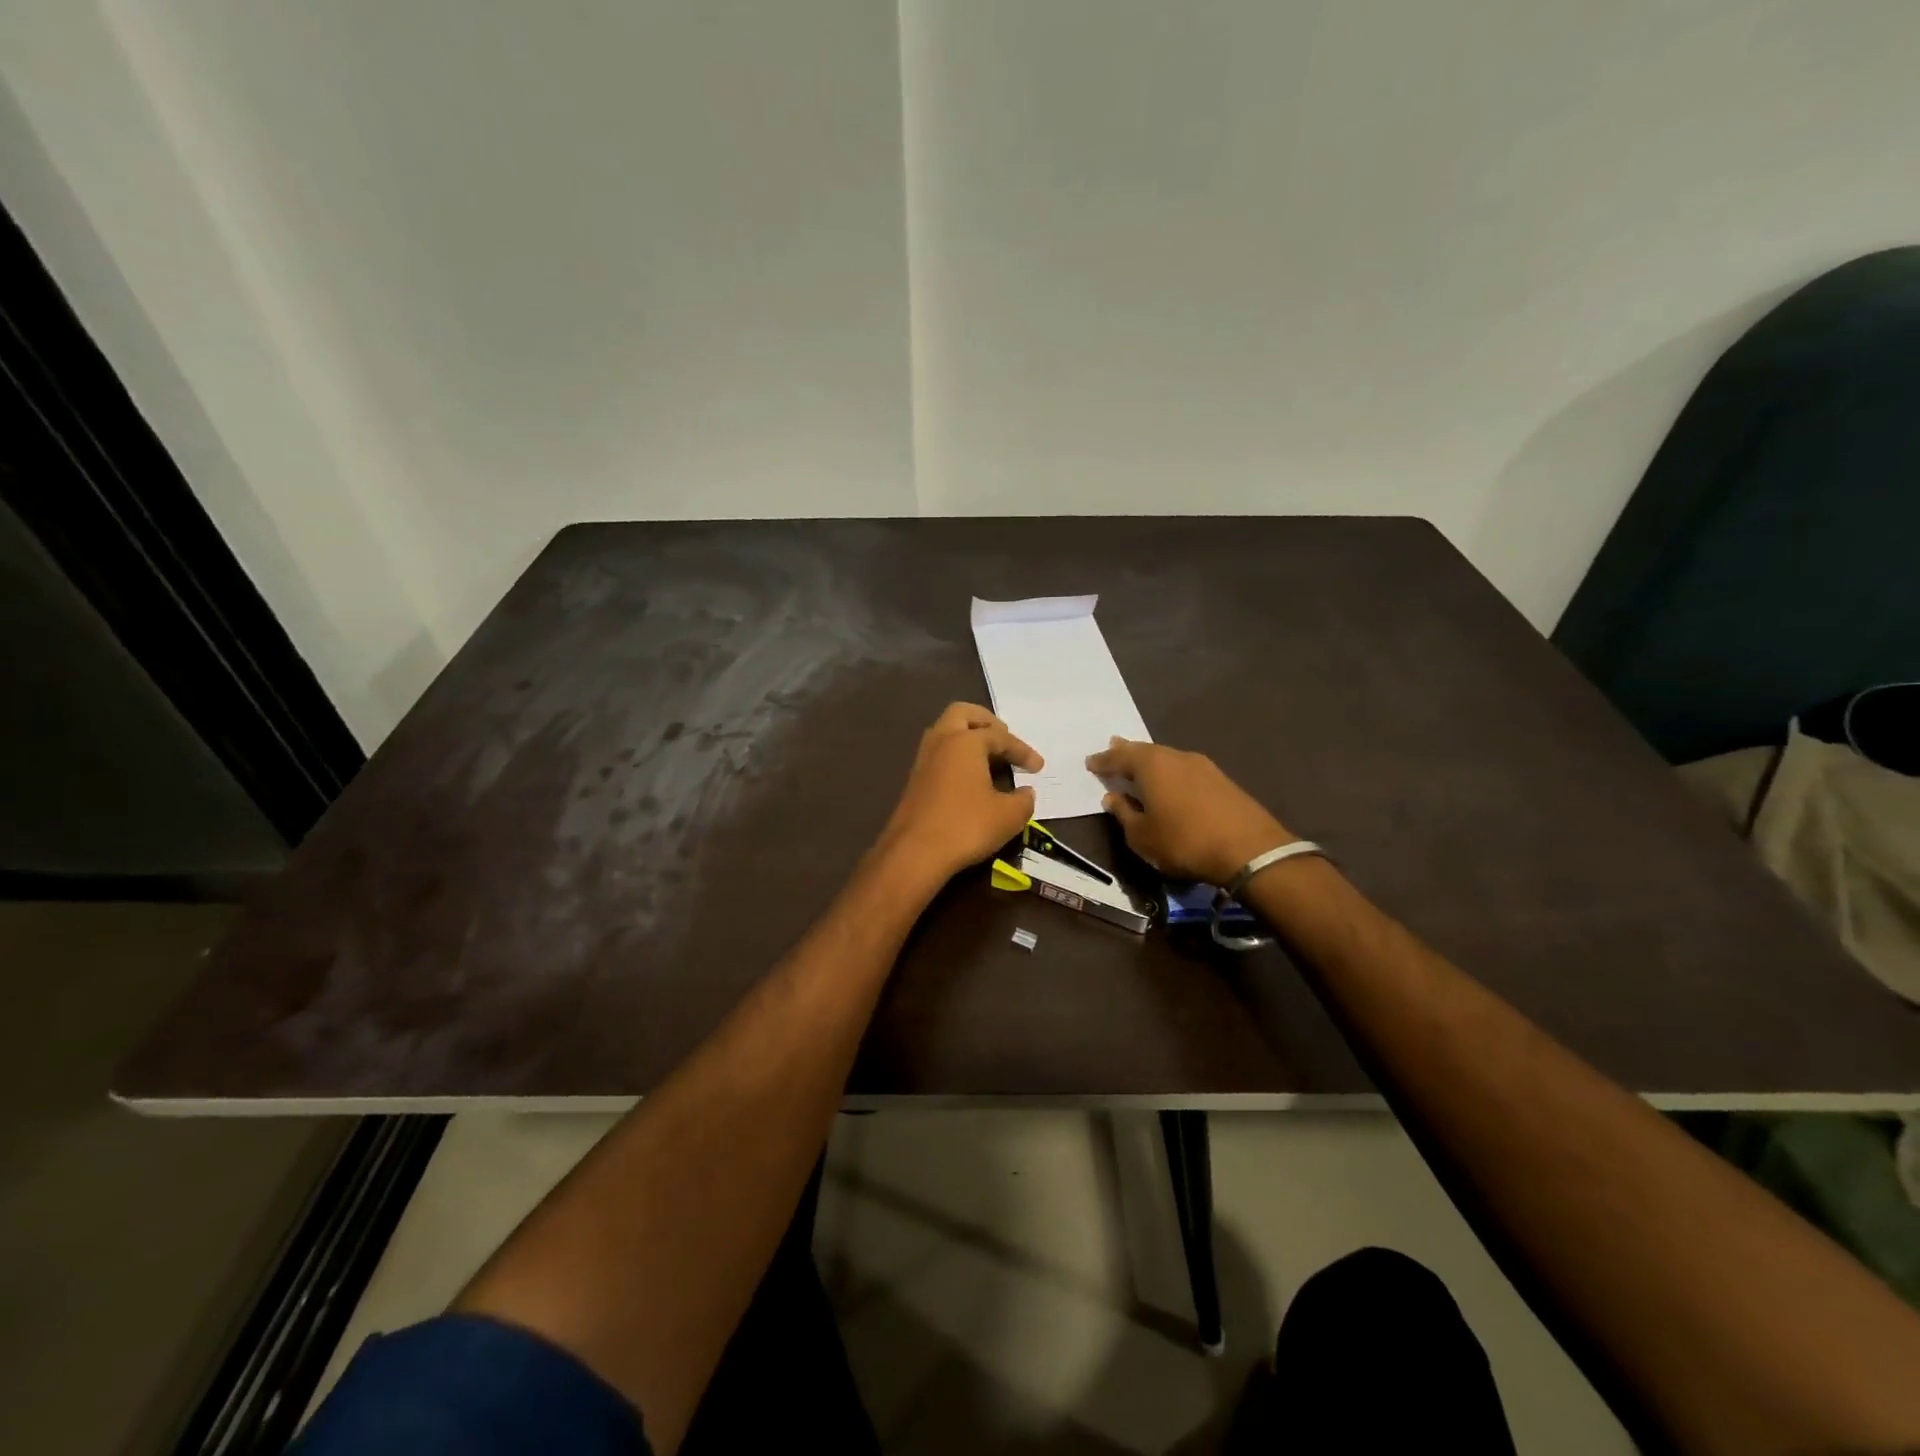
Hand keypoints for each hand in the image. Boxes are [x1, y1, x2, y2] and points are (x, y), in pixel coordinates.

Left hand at [878, 703, 1042, 880]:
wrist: (915, 853)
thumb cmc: (966, 827)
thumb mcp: (1008, 816)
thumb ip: (1023, 800)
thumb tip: (1026, 793)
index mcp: (965, 741)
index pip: (1000, 737)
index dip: (1022, 751)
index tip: (1038, 767)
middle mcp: (941, 741)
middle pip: (963, 714)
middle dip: (986, 722)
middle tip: (1004, 739)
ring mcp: (923, 759)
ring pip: (946, 732)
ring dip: (968, 737)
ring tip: (989, 756)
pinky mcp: (915, 779)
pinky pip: (939, 753)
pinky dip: (957, 756)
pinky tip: (970, 777)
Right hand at [1086, 737, 1292, 885]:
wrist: (1249, 850)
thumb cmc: (1183, 841)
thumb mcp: (1142, 836)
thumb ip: (1124, 814)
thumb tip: (1113, 798)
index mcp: (1151, 765)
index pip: (1118, 757)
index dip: (1102, 761)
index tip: (1090, 763)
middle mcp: (1175, 756)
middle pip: (1144, 751)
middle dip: (1126, 752)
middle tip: (1113, 748)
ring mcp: (1202, 766)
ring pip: (1167, 758)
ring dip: (1150, 762)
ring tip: (1139, 765)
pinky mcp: (1221, 779)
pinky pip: (1184, 769)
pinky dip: (1170, 773)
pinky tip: (1169, 782)